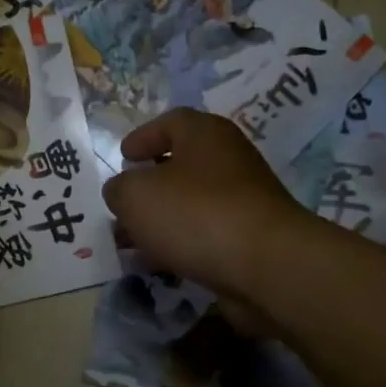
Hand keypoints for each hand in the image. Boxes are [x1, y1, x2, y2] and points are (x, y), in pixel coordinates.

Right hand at [100, 109, 310, 332]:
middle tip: (121, 205)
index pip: (170, 122)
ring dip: (159, 221)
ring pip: (190, 204)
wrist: (265, 265)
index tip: (123, 156)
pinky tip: (157, 264)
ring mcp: (242, 200)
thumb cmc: (195, 214)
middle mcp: (228, 160)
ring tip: (127, 243)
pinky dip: (179, 245)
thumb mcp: (136, 195)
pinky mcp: (248, 238)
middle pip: (180, 166)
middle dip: (147, 186)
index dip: (142, 137)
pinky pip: (204, 235)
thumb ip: (119, 189)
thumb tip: (122, 192)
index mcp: (205, 134)